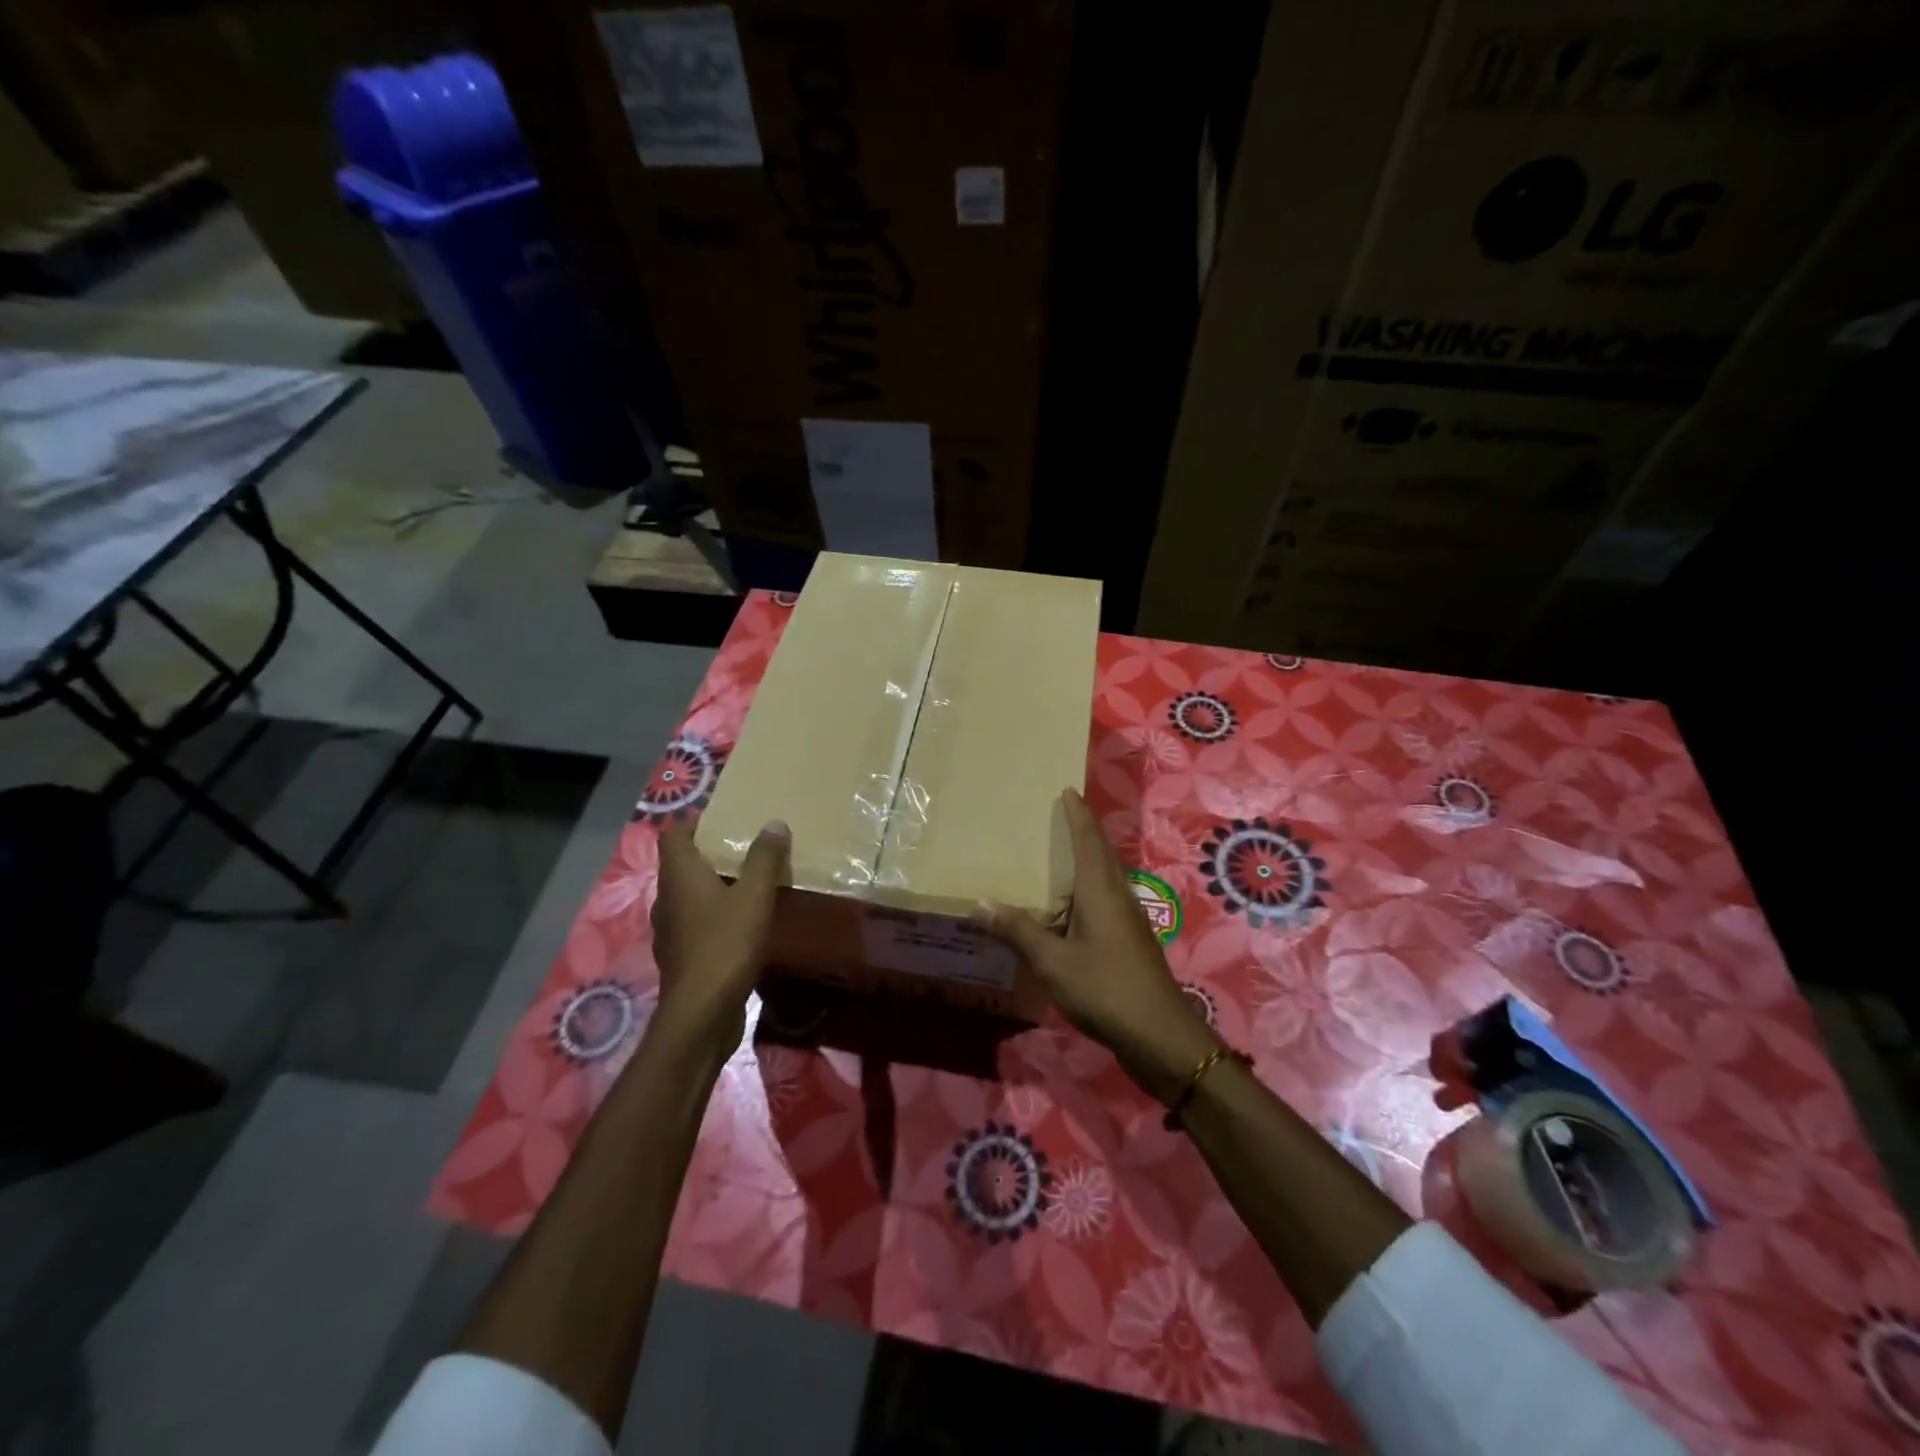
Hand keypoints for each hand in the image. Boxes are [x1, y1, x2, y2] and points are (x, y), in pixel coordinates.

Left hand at [650, 820, 789, 1051]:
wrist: (701, 1015)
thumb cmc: (725, 945)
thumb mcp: (754, 896)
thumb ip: (764, 858)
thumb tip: (773, 822)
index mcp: (679, 875)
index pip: (673, 834)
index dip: (695, 822)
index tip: (726, 819)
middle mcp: (668, 898)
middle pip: (684, 864)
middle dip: (713, 853)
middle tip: (749, 846)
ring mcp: (672, 930)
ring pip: (692, 894)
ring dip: (716, 885)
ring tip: (752, 881)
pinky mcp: (683, 956)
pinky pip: (699, 922)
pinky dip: (717, 914)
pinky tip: (745, 921)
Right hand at [977, 789, 1218, 1104]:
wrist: (1160, 1035)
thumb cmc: (1105, 989)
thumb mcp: (1053, 962)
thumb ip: (1018, 931)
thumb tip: (979, 904)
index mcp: (1101, 891)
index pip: (1088, 840)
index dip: (1078, 814)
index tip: (1068, 790)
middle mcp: (1118, 897)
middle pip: (1100, 854)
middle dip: (1082, 832)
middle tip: (1058, 816)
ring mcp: (1128, 921)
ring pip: (1105, 879)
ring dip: (1086, 861)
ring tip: (1058, 857)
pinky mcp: (1130, 943)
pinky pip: (1105, 902)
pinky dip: (1086, 891)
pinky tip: (1069, 909)